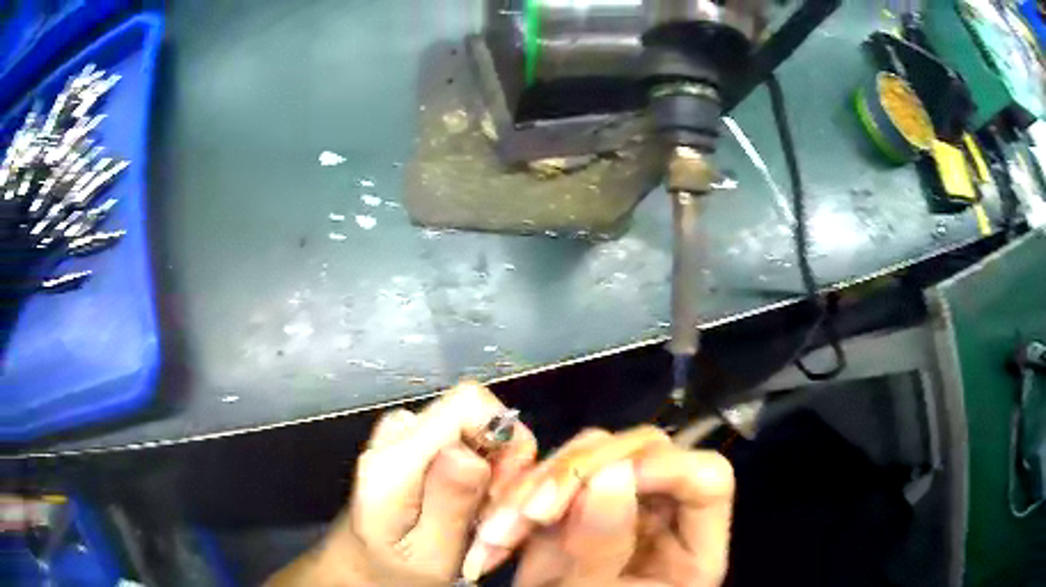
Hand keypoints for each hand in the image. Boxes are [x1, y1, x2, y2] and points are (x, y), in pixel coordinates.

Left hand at [266, 382, 536, 586]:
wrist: (363, 567)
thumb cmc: (394, 572)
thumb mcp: (431, 555)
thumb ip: (449, 503)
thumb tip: (472, 451)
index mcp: (395, 460)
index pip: (469, 402)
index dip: (504, 438)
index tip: (507, 487)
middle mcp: (395, 435)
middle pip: (476, 413)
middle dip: (502, 461)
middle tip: (493, 513)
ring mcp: (401, 434)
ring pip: (474, 425)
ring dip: (493, 470)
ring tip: (480, 516)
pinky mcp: (412, 440)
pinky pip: (464, 437)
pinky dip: (480, 471)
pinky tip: (469, 505)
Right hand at [463, 427, 734, 586]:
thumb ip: (603, 546)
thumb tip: (612, 473)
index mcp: (692, 548)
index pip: (707, 479)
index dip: (662, 469)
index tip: (601, 486)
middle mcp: (665, 515)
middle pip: (646, 452)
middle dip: (578, 474)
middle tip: (528, 512)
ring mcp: (623, 503)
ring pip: (595, 452)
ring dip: (538, 485)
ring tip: (497, 533)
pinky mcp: (580, 502)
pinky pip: (556, 472)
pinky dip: (519, 493)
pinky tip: (494, 527)